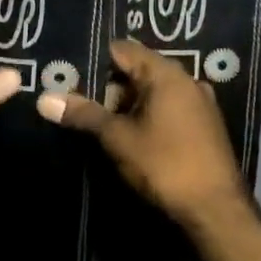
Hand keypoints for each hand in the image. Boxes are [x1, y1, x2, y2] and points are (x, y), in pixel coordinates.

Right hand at [35, 38, 247, 227]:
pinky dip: (145, 116)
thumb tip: (44, 99)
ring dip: (126, 105)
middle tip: (74, 100)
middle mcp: (186, 81)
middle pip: (137, 71)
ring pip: (152, 93)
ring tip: (95, 120)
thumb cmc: (165, 165)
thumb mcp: (118, 138)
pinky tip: (127, 135)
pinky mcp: (203, 127)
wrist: (215, 210)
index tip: (67, 72)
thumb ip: (84, 114)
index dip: (94, 59)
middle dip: (107, 86)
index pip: (123, 50)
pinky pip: (167, 109)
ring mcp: (199, 104)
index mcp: (167, 74)